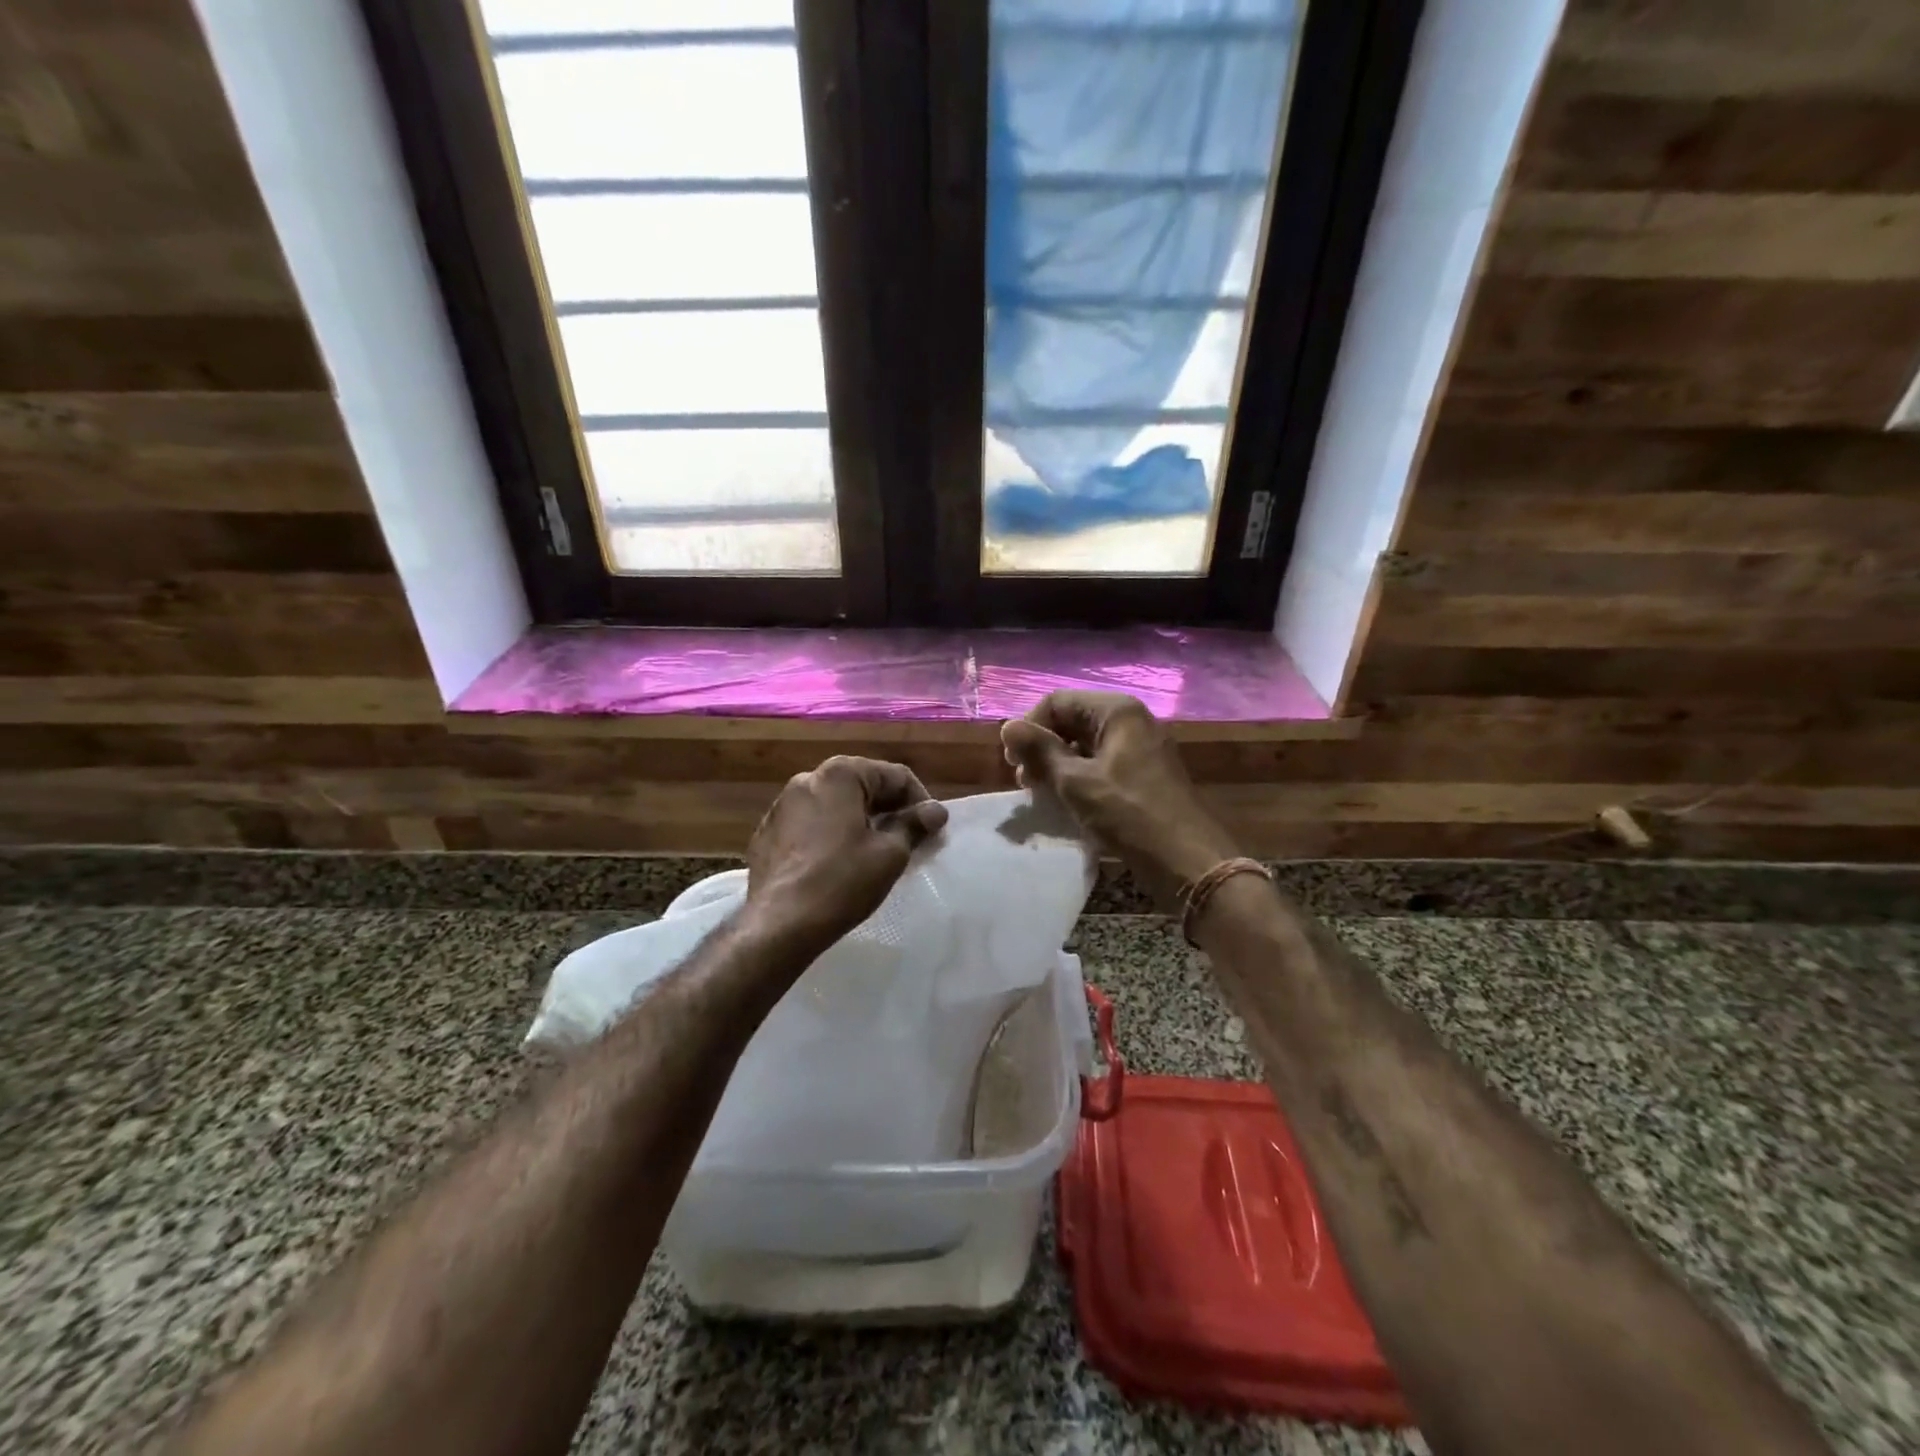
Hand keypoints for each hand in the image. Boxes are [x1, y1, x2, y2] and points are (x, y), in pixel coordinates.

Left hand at [743, 756, 948, 956]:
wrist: (779, 924)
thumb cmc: (841, 882)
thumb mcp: (890, 854)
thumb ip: (915, 825)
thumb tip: (936, 810)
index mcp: (840, 775)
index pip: (895, 776)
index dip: (920, 802)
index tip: (931, 832)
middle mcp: (807, 779)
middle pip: (863, 786)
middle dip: (889, 810)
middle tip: (909, 842)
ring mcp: (782, 805)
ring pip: (835, 805)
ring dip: (860, 822)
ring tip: (876, 853)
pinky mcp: (768, 833)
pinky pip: (810, 824)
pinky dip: (831, 835)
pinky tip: (839, 864)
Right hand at [1001, 692, 1238, 904]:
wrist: (1186, 860)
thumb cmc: (1128, 814)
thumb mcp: (1076, 782)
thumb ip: (1040, 751)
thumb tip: (1007, 727)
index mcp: (1116, 711)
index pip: (1057, 702)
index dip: (1030, 728)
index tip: (1013, 763)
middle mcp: (1131, 720)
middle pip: (1072, 720)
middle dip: (1043, 746)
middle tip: (1026, 781)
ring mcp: (1141, 746)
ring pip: (1086, 743)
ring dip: (1058, 764)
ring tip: (1043, 792)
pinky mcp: (1145, 772)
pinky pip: (1102, 762)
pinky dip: (1080, 775)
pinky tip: (1068, 800)